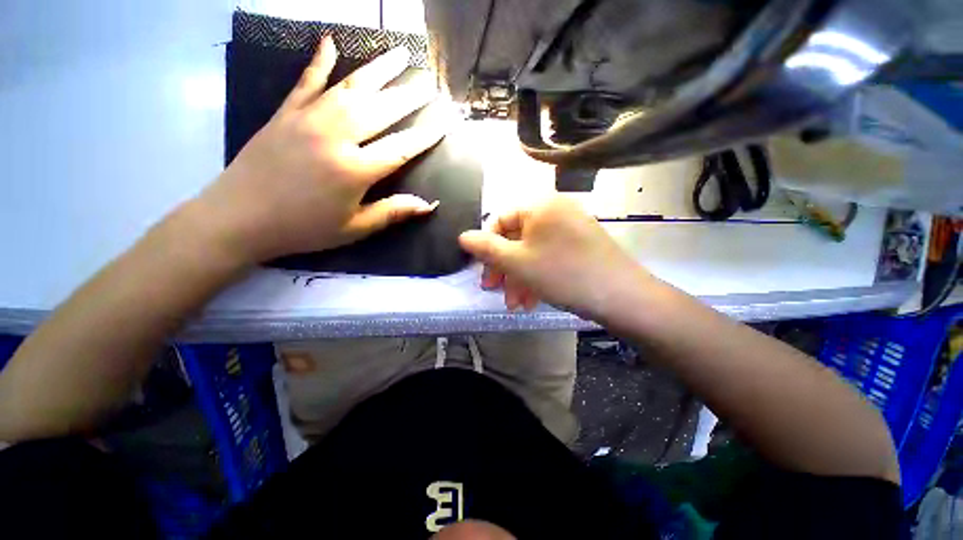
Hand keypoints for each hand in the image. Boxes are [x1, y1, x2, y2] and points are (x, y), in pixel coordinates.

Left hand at [196, 37, 447, 264]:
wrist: (239, 218)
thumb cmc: (303, 228)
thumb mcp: (353, 228)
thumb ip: (392, 213)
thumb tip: (427, 205)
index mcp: (354, 170)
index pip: (400, 148)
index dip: (425, 136)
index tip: (443, 123)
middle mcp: (335, 136)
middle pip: (380, 110)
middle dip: (409, 97)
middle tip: (430, 84)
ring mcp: (308, 119)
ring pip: (350, 87)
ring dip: (378, 69)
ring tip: (400, 53)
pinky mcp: (285, 113)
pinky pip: (306, 81)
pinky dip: (319, 60)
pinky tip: (330, 41)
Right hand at [458, 195, 648, 319]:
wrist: (621, 296)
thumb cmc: (561, 273)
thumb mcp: (516, 261)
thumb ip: (486, 248)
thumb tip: (463, 236)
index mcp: (540, 206)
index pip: (500, 220)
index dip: (487, 247)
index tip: (482, 271)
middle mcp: (556, 211)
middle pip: (517, 238)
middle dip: (504, 268)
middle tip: (494, 291)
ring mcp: (571, 228)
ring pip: (532, 252)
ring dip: (519, 278)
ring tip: (515, 305)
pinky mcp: (581, 246)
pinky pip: (550, 258)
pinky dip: (537, 277)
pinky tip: (532, 300)